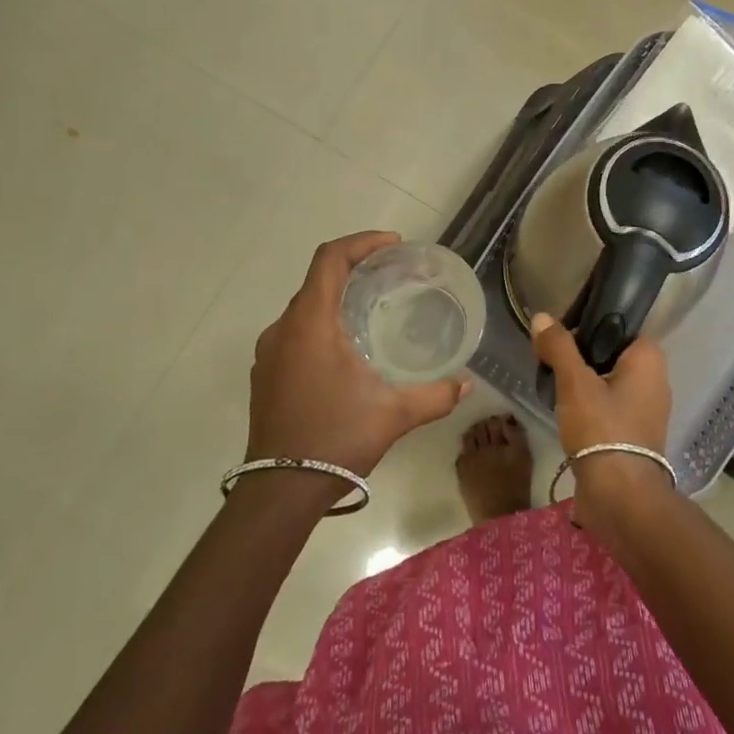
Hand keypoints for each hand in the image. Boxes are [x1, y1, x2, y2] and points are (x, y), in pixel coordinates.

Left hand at [246, 232, 469, 484]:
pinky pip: (296, 332)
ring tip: (374, 307)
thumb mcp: (394, 414)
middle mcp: (283, 330)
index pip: (330, 260)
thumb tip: (467, 384)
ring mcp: (270, 354)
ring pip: (305, 307)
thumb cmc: (336, 439)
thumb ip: (435, 394)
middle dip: (355, 268)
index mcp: (311, 324)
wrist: (279, 491)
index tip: (394, 245)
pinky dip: (323, 323)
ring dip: (338, 298)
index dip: (362, 242)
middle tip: (392, 274)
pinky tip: (348, 348)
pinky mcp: (266, 375)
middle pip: (318, 279)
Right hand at [530, 312, 672, 513]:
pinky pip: (610, 406)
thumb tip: (541, 317)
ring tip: (553, 386)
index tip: (559, 337)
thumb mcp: (575, 383)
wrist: (620, 495)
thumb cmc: (602, 428)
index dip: (587, 327)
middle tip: (551, 362)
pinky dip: (591, 406)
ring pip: (609, 381)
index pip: (618, 326)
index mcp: (649, 357)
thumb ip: (558, 347)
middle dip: (581, 358)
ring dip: (584, 384)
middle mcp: (655, 379)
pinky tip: (566, 412)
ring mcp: (648, 408)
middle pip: (611, 354)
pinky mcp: (636, 433)